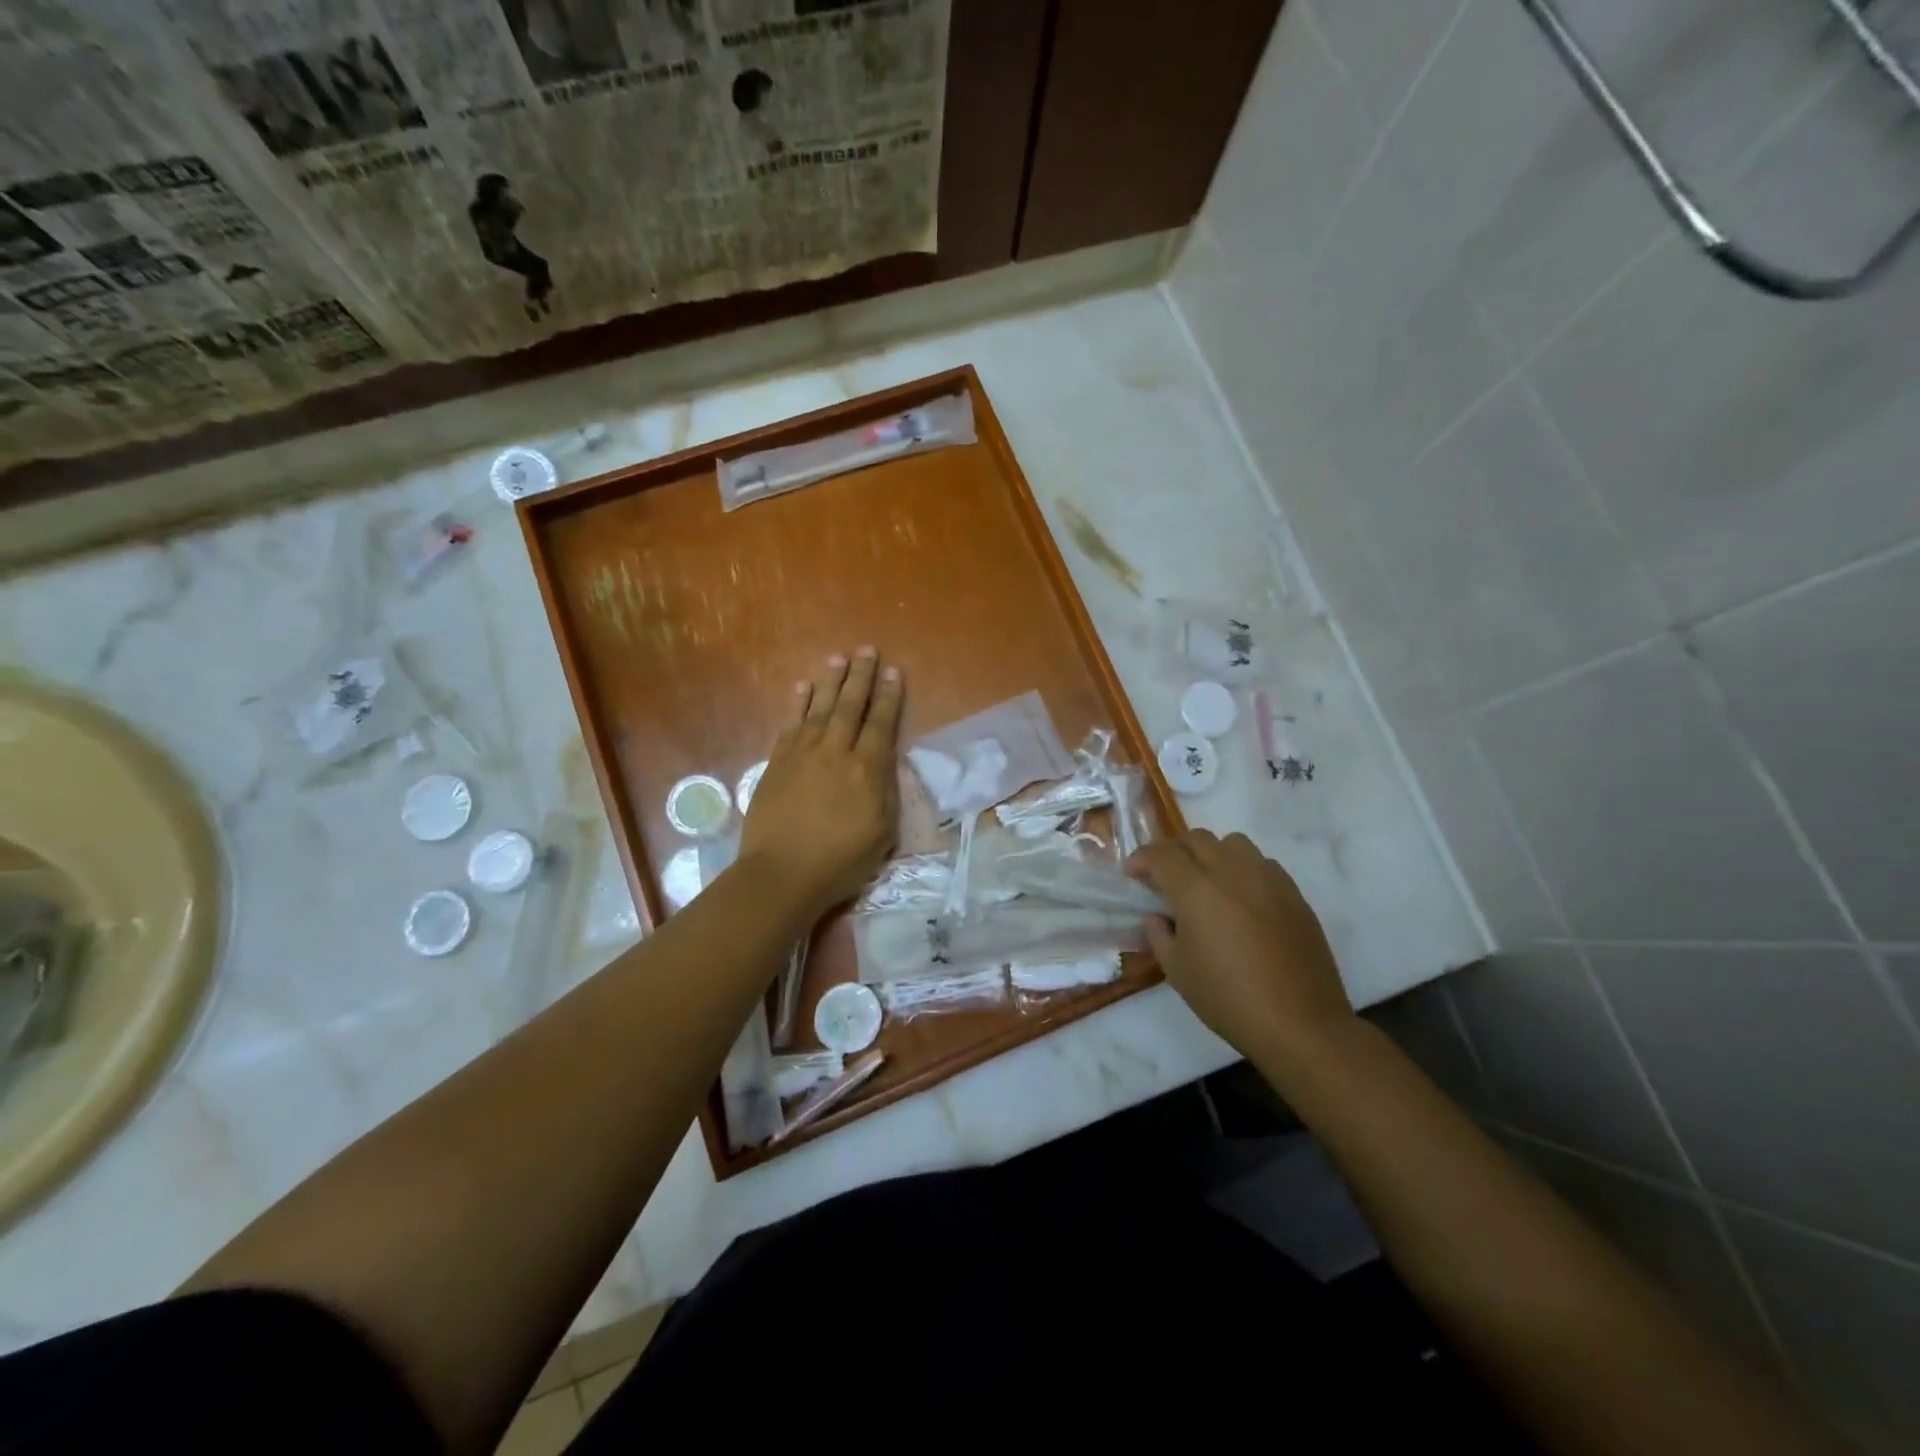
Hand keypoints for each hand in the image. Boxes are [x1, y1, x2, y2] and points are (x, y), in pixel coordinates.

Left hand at [738, 647, 903, 920]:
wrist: (782, 873)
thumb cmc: (840, 861)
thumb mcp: (883, 833)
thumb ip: (886, 792)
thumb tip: (885, 762)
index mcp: (867, 769)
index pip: (882, 723)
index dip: (889, 696)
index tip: (893, 671)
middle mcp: (836, 751)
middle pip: (851, 705)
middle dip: (861, 676)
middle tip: (866, 649)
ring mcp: (803, 753)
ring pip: (820, 708)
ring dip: (830, 681)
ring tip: (838, 658)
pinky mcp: (777, 762)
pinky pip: (790, 723)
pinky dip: (798, 703)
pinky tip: (803, 687)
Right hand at [1128, 831, 1352, 1065]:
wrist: (1300, 1024)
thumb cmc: (1228, 999)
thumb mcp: (1177, 971)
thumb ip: (1159, 934)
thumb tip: (1157, 915)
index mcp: (1197, 890)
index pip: (1161, 855)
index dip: (1141, 859)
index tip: (1132, 874)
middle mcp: (1232, 872)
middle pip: (1196, 839)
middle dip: (1173, 851)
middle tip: (1164, 876)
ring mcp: (1267, 879)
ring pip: (1232, 843)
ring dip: (1211, 853)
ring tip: (1206, 881)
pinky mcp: (1294, 893)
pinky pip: (1262, 863)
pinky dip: (1243, 869)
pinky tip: (1241, 898)